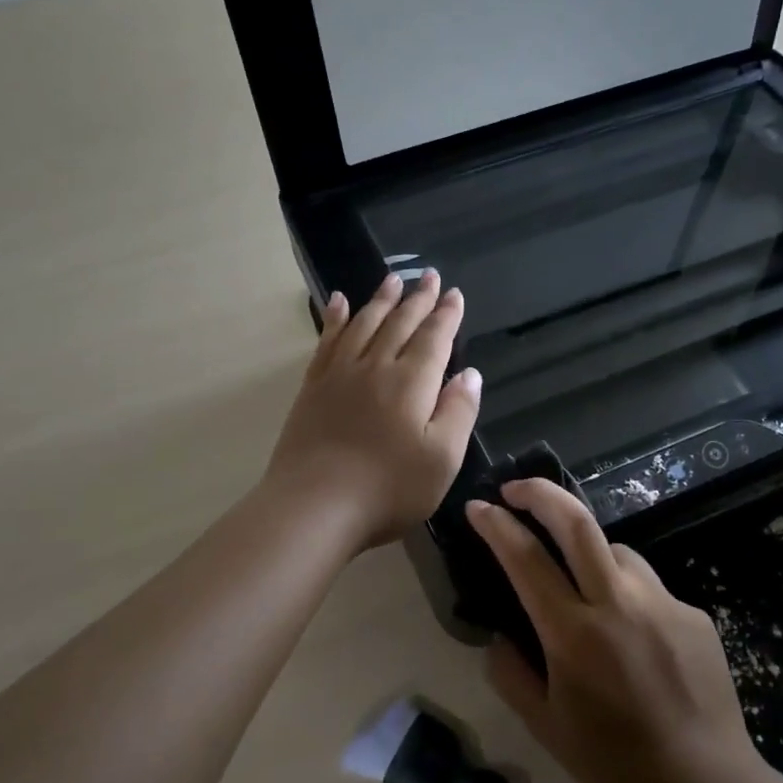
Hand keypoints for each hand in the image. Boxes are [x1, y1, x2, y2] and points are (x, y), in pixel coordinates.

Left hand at [266, 272, 481, 549]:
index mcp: (412, 383)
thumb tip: (469, 374)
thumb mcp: (442, 459)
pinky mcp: (312, 389)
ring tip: (392, 280)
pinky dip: (335, 318)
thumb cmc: (388, 489)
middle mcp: (376, 367)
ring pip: (363, 324)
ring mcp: (339, 375)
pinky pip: (327, 341)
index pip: (434, 339)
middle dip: (418, 299)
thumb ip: (459, 412)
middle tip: (428, 275)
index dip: (447, 315)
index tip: (454, 294)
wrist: (314, 507)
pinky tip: (338, 303)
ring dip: (380, 300)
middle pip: (400, 324)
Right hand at [466, 479, 760, 782]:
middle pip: (578, 523)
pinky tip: (634, 638)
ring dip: (590, 555)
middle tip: (516, 488)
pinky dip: (629, 597)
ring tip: (584, 589)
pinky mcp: (694, 613)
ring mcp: (663, 603)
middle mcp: (619, 605)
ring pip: (617, 551)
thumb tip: (500, 635)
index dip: (497, 526)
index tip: (478, 507)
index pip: (526, 559)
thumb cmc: (613, 764)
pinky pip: (649, 588)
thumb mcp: (544, 726)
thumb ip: (510, 673)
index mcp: (573, 635)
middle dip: (541, 494)